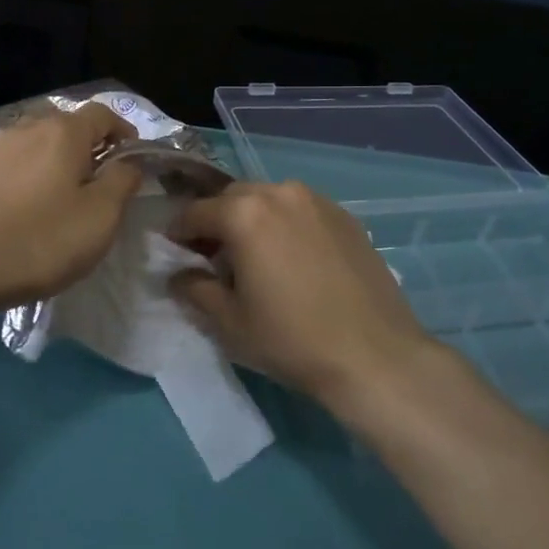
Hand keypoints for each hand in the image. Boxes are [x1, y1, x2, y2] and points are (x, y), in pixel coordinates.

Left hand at [0, 103, 142, 317]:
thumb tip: (129, 162)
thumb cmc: (39, 241)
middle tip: (95, 178)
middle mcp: (26, 128)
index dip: (122, 130)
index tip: (131, 157)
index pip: (103, 114)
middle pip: (65, 124)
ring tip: (52, 188)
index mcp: (64, 133)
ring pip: (29, 139)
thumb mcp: (99, 218)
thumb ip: (122, 182)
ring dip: (47, 156)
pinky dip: (11, 166)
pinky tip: (8, 188)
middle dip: (85, 144)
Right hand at [172, 182, 437, 407]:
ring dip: (253, 219)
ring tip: (256, 256)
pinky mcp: (345, 216)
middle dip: (217, 220)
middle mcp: (279, 193)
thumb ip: (195, 289)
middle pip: (233, 198)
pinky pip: (301, 210)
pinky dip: (286, 224)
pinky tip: (293, 259)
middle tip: (214, 256)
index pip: (196, 212)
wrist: (375, 355)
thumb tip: (179, 275)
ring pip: (269, 199)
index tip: (173, 249)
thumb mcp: (230, 322)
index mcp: (244, 213)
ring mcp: (317, 200)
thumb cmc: (291, 339)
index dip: (179, 231)